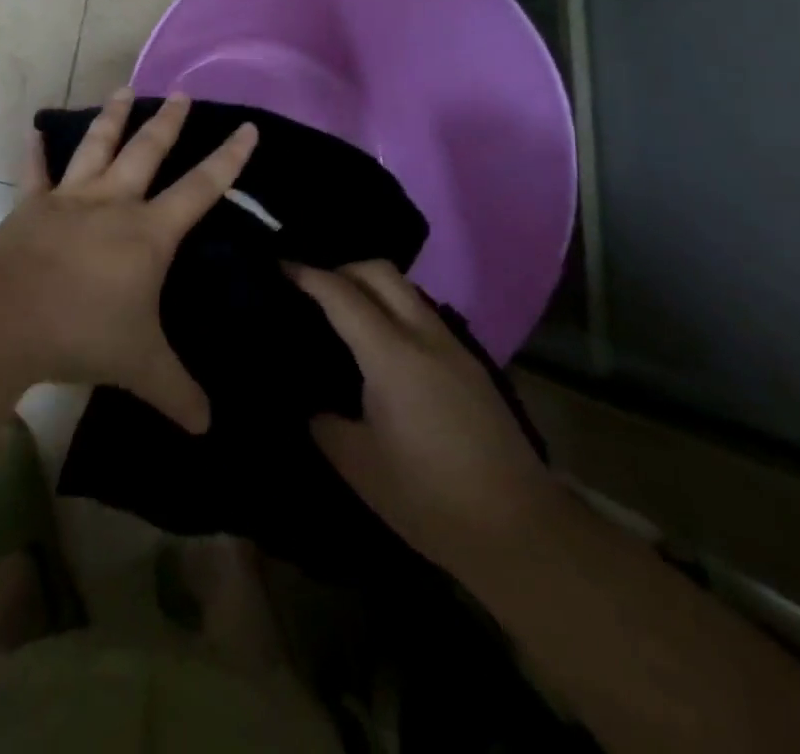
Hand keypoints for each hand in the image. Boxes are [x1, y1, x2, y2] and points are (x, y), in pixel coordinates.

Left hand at [0, 90, 257, 432]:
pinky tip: (32, 130)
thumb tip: (208, 427)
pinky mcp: (31, 206)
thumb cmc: (82, 333)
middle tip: (182, 93)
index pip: (201, 188)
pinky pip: (35, 172)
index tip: (247, 127)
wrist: (6, 318)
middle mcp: (113, 203)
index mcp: (148, 232)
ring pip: (96, 146)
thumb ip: (178, 392)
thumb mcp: (140, 367)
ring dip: (113, 118)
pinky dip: (34, 151)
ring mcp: (69, 199)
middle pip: (148, 151)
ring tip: (125, 89)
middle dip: (169, 122)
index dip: (228, 159)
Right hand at [289, 261, 558, 578]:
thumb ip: (325, 423)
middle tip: (310, 289)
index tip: (278, 267)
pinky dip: (394, 309)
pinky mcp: (471, 364)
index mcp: (392, 355)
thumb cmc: (429, 499)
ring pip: (406, 289)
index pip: (341, 294)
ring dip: (371, 287)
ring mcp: (454, 346)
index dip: (306, 275)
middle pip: (379, 271)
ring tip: (343, 312)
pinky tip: (381, 345)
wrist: (521, 531)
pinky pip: (423, 314)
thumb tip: (314, 404)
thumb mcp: (358, 465)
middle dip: (340, 268)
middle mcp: (424, 336)